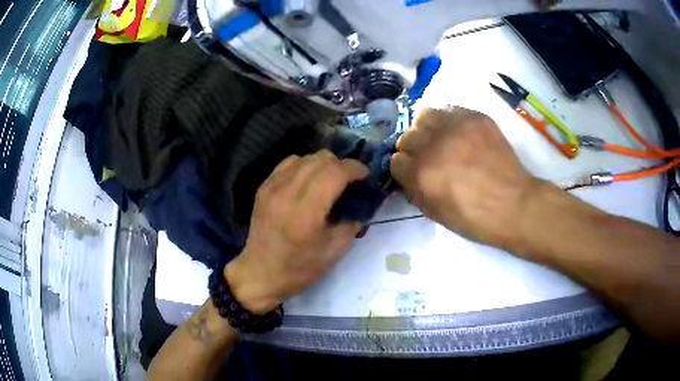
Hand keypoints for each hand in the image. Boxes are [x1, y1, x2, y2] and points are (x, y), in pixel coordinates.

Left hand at [225, 150, 368, 314]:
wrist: (259, 274)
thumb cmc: (298, 269)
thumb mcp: (334, 252)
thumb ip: (352, 223)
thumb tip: (362, 203)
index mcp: (306, 213)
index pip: (334, 173)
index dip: (354, 168)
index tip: (365, 175)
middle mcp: (286, 193)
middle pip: (320, 159)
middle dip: (342, 164)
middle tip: (350, 180)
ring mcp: (271, 187)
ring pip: (305, 157)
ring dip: (323, 164)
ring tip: (330, 180)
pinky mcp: (263, 187)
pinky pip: (289, 163)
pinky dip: (305, 166)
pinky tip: (309, 181)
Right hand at [390, 107, 540, 250]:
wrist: (514, 205)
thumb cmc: (475, 219)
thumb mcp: (435, 214)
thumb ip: (415, 191)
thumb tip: (408, 173)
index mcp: (421, 174)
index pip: (395, 161)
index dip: (404, 169)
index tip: (414, 173)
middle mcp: (433, 146)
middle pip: (407, 137)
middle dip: (415, 150)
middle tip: (430, 157)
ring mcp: (456, 128)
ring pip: (425, 115)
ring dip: (428, 128)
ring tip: (440, 138)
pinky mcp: (475, 118)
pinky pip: (450, 110)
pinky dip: (449, 120)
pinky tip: (458, 132)